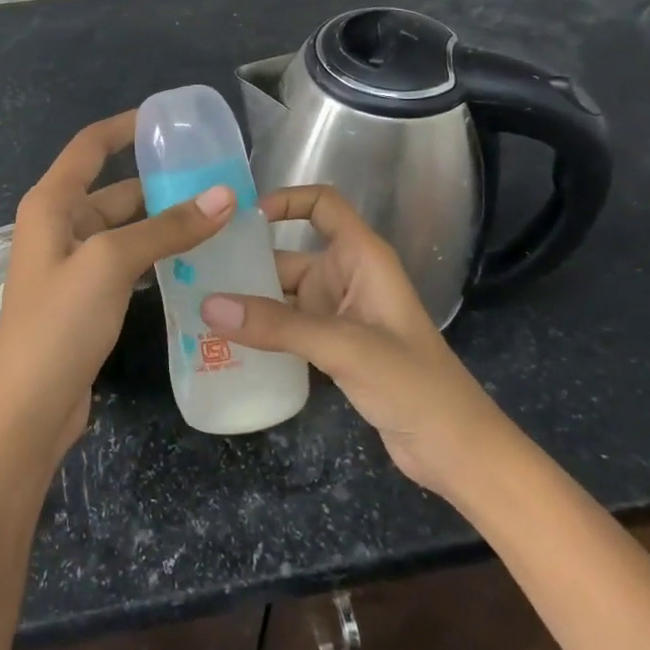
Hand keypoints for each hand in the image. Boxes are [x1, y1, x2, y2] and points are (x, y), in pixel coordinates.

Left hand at [0, 111, 234, 463]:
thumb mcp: (111, 263)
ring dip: (164, 223)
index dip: (126, 126)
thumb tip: (226, 195)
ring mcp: (72, 263)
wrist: (28, 410)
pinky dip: (157, 255)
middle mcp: (59, 225)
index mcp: (51, 203)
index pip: (91, 146)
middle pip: (115, 189)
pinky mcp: (86, 296)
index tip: (170, 119)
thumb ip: (167, 228)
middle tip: (218, 180)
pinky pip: (127, 261)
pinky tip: (195, 260)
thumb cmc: (59, 323)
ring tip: (219, 217)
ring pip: (126, 228)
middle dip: (162, 183)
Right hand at [199, 185, 503, 498]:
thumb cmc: (411, 382)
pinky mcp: (334, 348)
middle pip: (289, 254)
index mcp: (362, 257)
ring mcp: (340, 314)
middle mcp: (347, 277)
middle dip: (247, 262)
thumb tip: (208, 305)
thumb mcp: (342, 346)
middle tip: (194, 272)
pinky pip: (288, 327)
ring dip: (248, 301)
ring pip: (284, 295)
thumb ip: (276, 325)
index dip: (286, 200)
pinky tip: (225, 342)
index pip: (324, 205)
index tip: (240, 219)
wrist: (455, 450)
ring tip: (197, 306)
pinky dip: (261, 331)